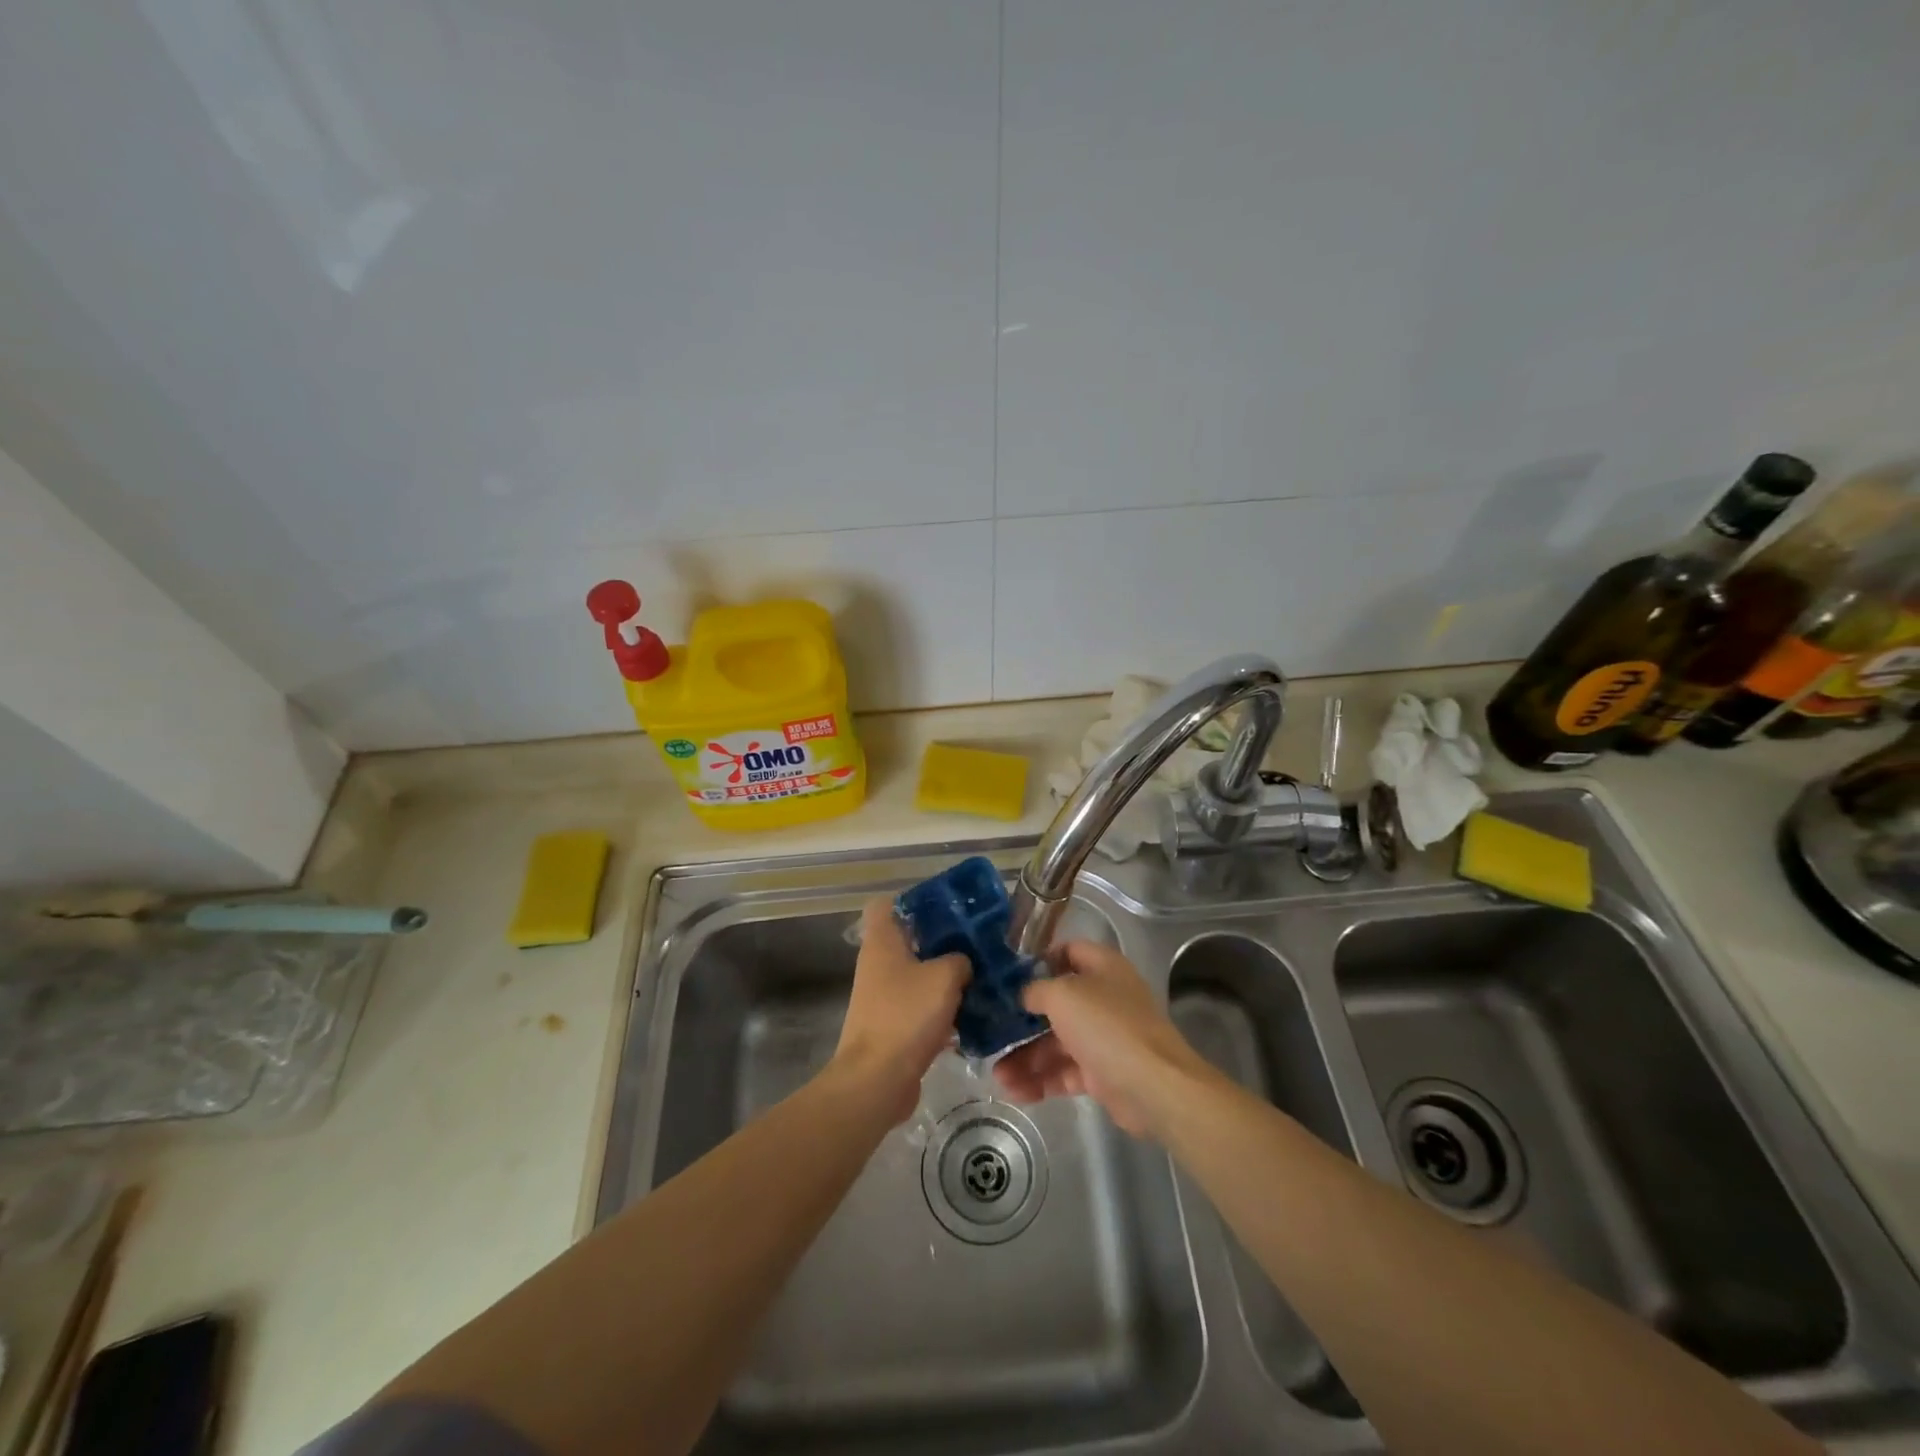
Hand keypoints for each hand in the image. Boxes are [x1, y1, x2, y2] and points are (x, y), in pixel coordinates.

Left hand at [832, 898, 969, 1123]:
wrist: (877, 1079)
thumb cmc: (906, 1015)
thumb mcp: (944, 977)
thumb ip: (959, 960)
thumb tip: (962, 963)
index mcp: (882, 941)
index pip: (886, 904)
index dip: (913, 901)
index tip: (945, 907)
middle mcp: (877, 964)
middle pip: (908, 940)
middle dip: (940, 941)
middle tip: (974, 942)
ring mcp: (881, 997)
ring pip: (917, 975)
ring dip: (943, 977)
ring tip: (979, 977)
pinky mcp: (891, 1026)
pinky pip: (919, 1006)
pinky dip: (940, 1008)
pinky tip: (970, 1015)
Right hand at [993, 940, 1208, 1136]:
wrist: (1153, 1086)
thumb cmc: (1107, 1026)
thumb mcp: (1063, 995)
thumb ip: (1036, 990)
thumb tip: (1023, 994)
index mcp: (1102, 968)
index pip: (1067, 952)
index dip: (1038, 960)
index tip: (1006, 975)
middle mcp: (1103, 998)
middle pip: (1055, 1003)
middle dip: (1022, 1021)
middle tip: (990, 1030)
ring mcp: (1103, 1037)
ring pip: (1055, 1043)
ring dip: (1025, 1058)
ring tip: (996, 1076)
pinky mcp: (1101, 1073)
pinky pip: (1064, 1073)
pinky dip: (1040, 1081)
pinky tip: (1014, 1091)